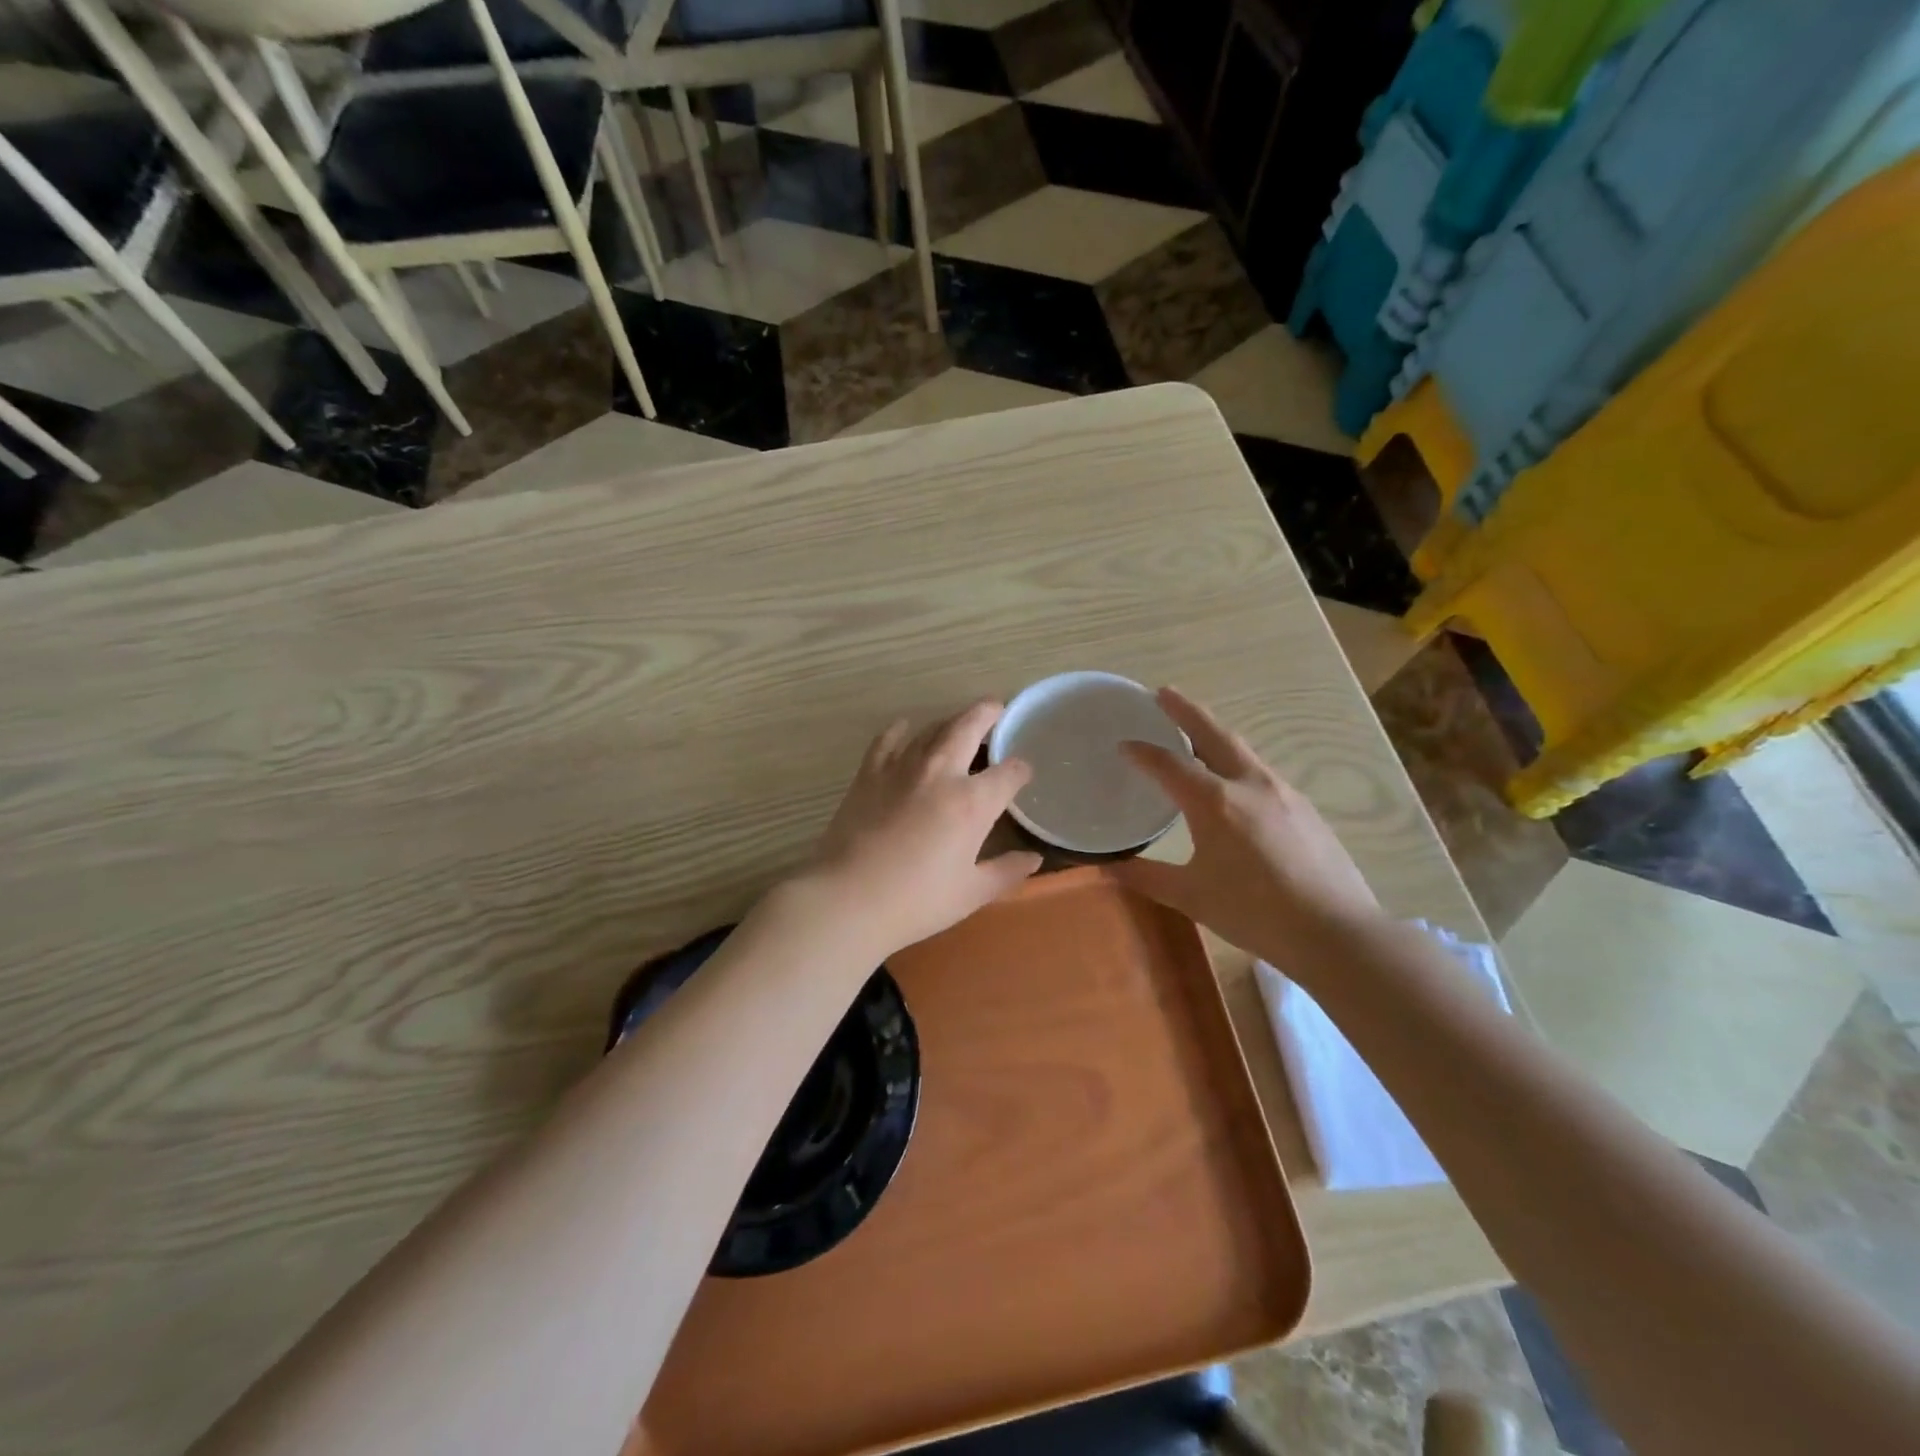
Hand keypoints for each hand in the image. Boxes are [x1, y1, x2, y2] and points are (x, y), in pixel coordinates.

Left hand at [803, 701, 1042, 957]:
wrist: (847, 898)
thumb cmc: (916, 902)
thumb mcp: (970, 892)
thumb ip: (1006, 871)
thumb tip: (1033, 859)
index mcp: (973, 803)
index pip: (1008, 773)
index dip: (1020, 770)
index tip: (1023, 773)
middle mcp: (941, 773)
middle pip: (969, 728)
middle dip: (987, 714)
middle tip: (996, 709)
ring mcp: (902, 768)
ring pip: (932, 729)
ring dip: (950, 721)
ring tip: (959, 722)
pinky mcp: (869, 773)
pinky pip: (888, 739)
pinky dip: (901, 730)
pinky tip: (905, 729)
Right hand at [1110, 688, 1381, 960]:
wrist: (1335, 932)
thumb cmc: (1255, 913)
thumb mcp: (1192, 897)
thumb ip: (1147, 877)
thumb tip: (1108, 869)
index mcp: (1215, 802)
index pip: (1169, 765)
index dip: (1142, 752)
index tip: (1124, 744)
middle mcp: (1249, 784)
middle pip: (1213, 734)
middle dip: (1186, 711)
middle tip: (1164, 693)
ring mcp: (1283, 792)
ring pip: (1242, 750)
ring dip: (1214, 734)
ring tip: (1196, 732)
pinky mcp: (1305, 808)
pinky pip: (1261, 772)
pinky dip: (1238, 762)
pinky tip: (1236, 783)